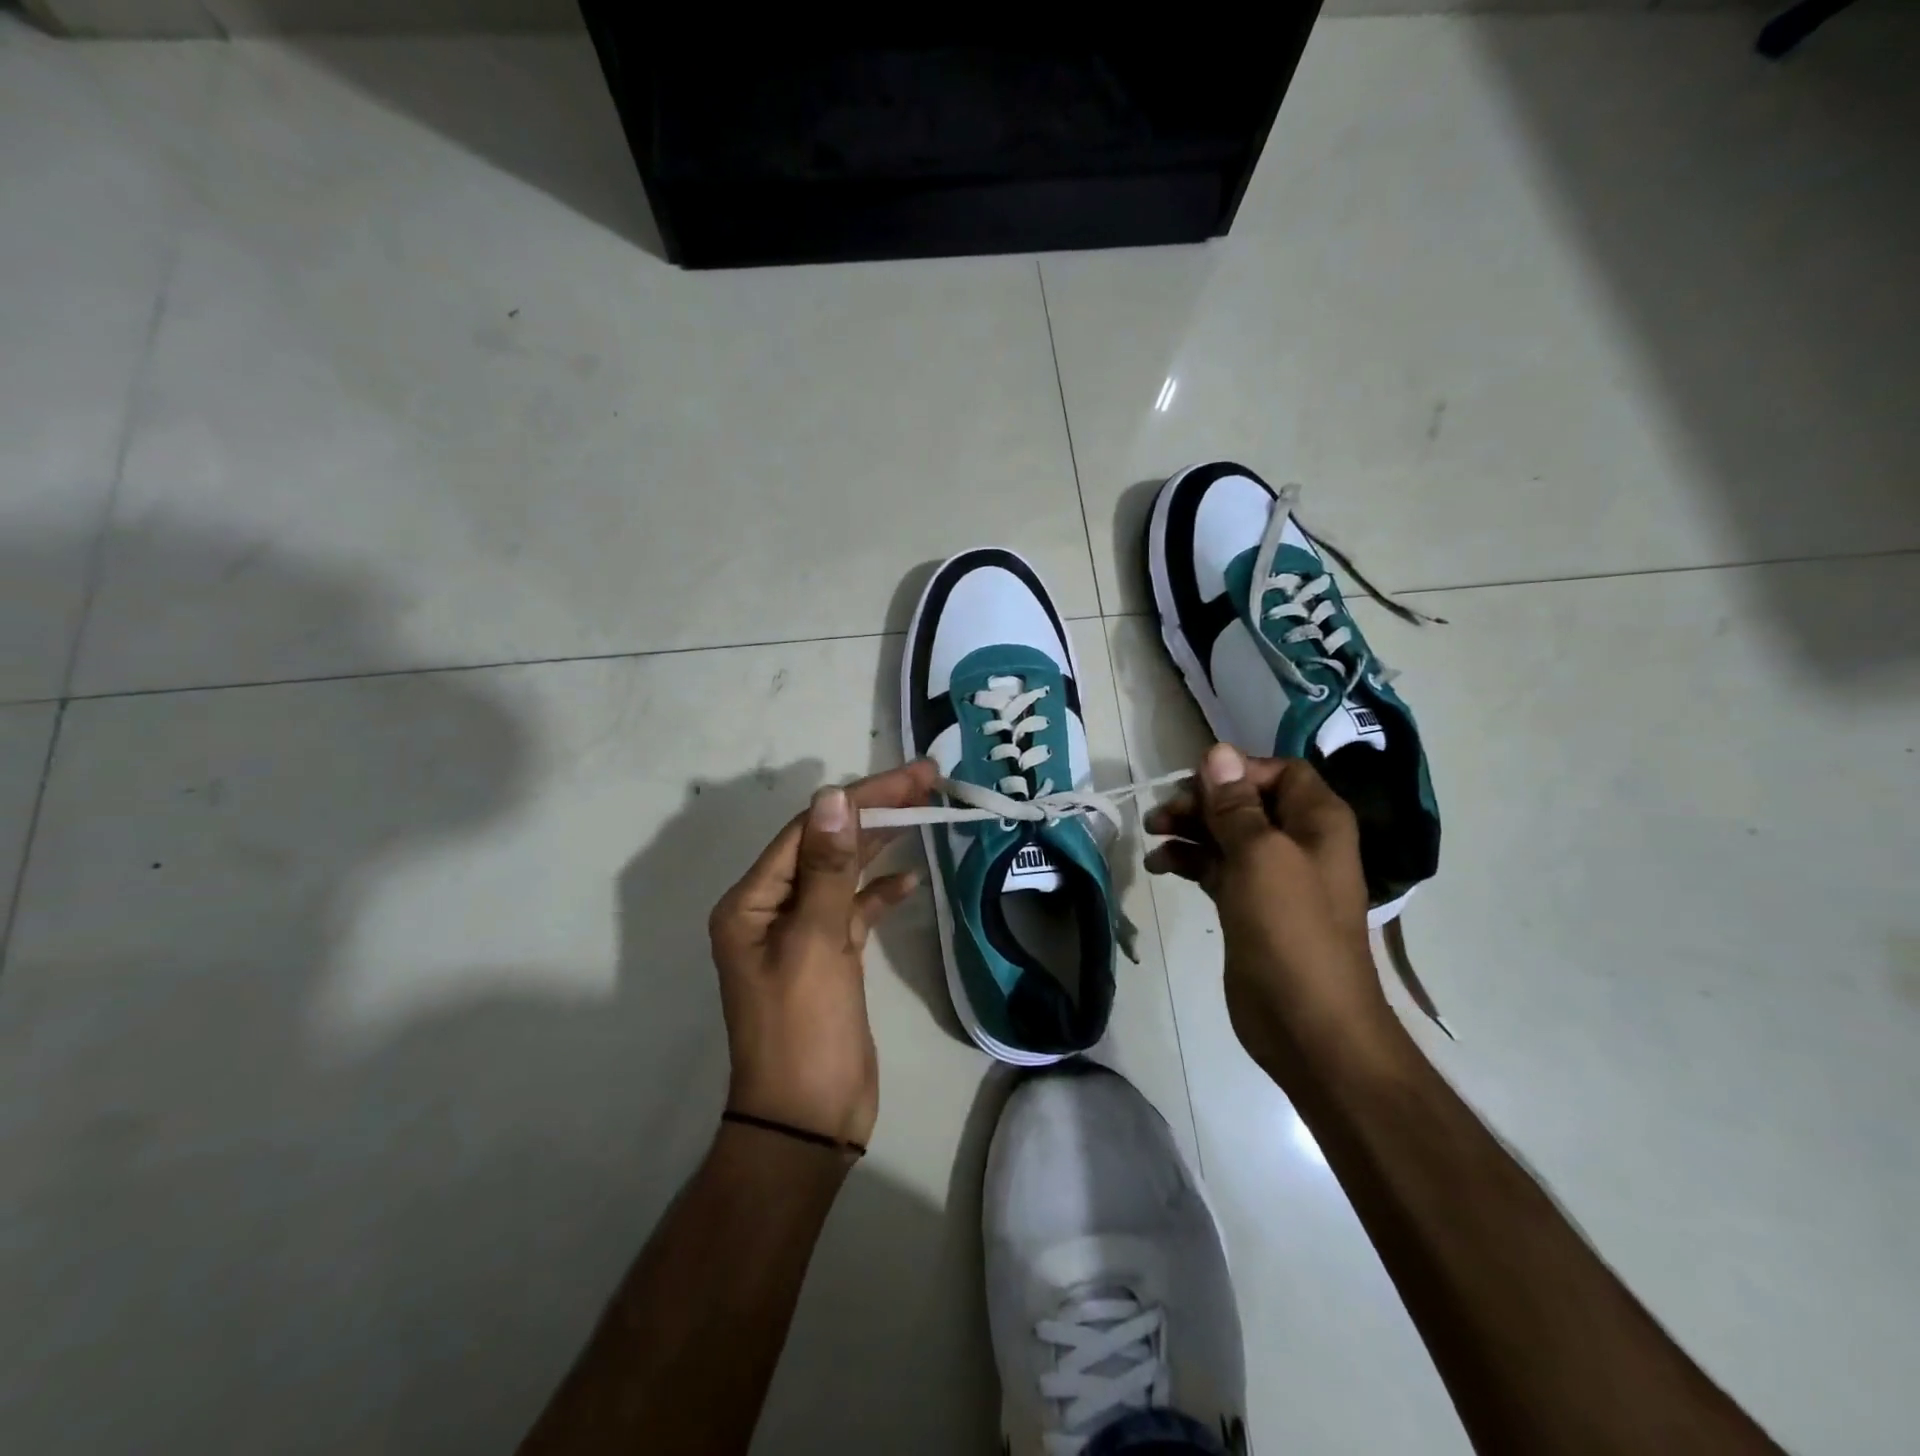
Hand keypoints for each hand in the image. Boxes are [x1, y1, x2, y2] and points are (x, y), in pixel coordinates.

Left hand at [707, 759, 938, 1148]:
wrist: (807, 1120)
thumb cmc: (802, 1030)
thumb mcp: (814, 943)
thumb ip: (827, 869)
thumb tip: (833, 797)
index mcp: (752, 901)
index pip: (810, 830)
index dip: (860, 798)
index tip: (910, 777)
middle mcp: (772, 909)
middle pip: (828, 844)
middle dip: (876, 811)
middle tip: (928, 780)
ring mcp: (802, 933)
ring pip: (844, 872)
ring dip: (881, 844)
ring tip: (926, 812)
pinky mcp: (830, 956)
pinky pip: (855, 909)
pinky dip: (880, 892)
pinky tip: (910, 880)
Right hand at [1144, 743, 1391, 1079]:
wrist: (1308, 1023)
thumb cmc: (1290, 929)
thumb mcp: (1260, 856)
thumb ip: (1235, 804)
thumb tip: (1217, 751)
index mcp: (1317, 821)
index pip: (1279, 772)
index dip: (1237, 772)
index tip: (1196, 787)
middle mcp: (1298, 841)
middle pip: (1245, 801)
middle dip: (1201, 801)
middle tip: (1161, 815)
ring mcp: (1273, 876)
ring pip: (1225, 834)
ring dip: (1188, 829)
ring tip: (1152, 835)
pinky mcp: (1249, 905)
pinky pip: (1216, 867)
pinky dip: (1189, 861)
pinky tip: (1160, 865)